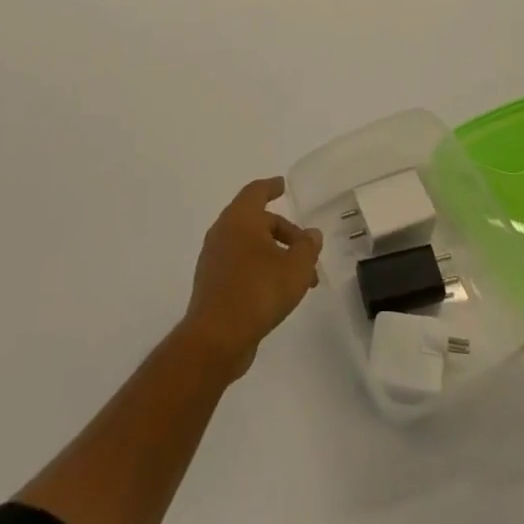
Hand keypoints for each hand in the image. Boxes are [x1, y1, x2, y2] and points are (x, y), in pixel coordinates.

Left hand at [181, 177, 322, 382]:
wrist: (216, 337)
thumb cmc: (258, 291)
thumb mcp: (295, 268)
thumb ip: (307, 247)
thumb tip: (312, 234)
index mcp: (240, 219)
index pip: (256, 192)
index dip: (271, 187)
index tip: (282, 185)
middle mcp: (223, 232)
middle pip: (257, 222)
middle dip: (284, 233)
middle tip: (308, 251)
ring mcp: (214, 259)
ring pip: (250, 246)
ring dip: (275, 255)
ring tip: (301, 279)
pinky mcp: (212, 283)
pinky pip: (240, 265)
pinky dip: (260, 269)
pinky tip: (278, 291)